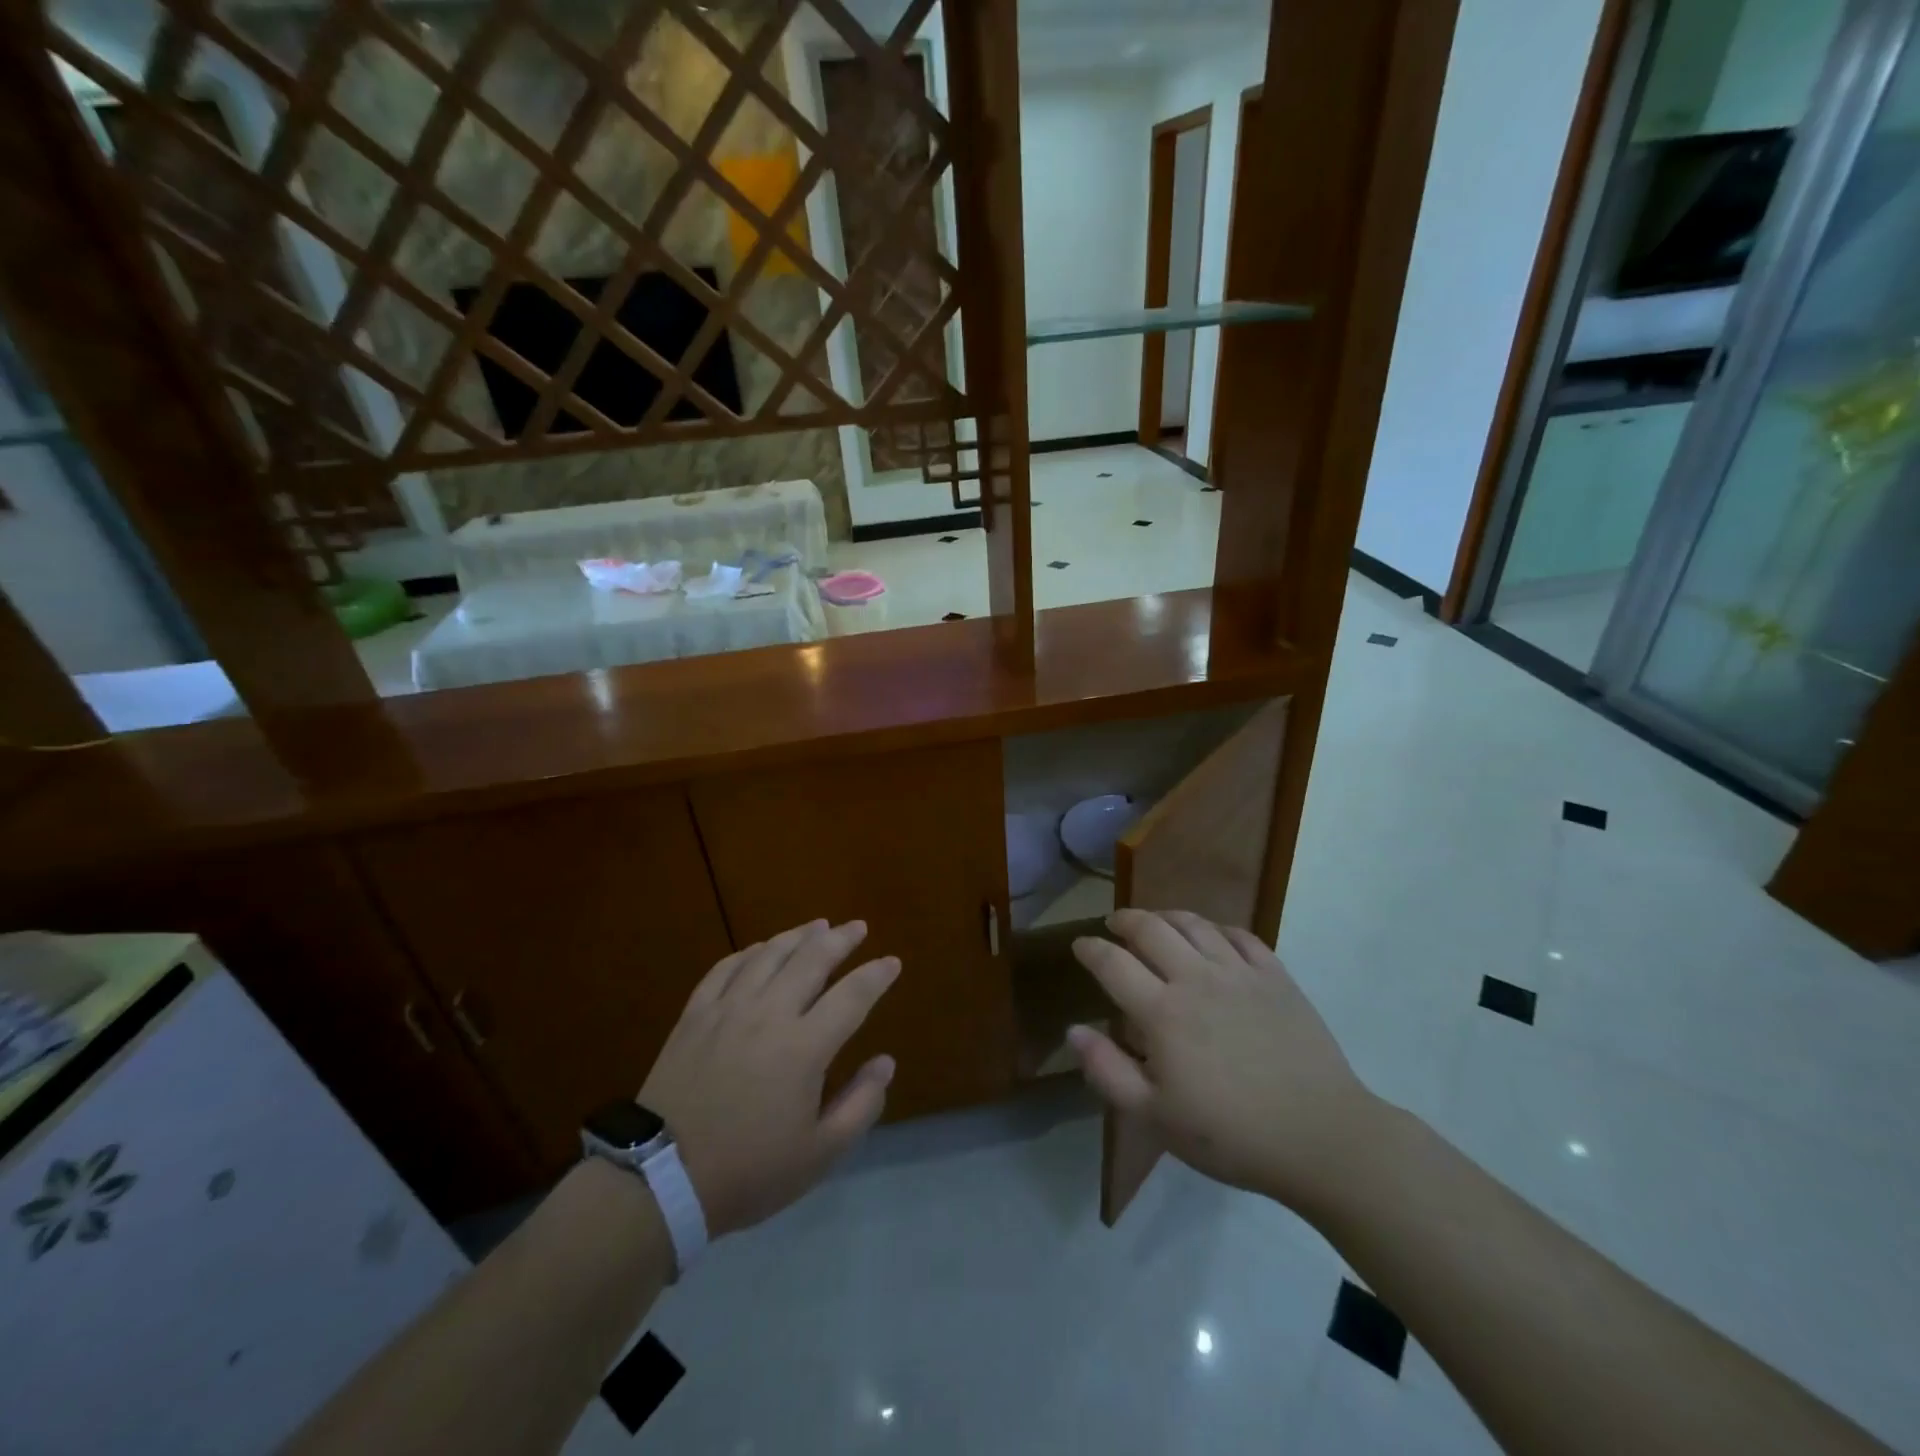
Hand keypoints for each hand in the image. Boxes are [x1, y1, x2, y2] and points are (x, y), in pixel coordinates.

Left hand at [639, 920, 899, 1236]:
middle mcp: (768, 1014)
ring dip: (798, 936)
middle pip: (811, 960)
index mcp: (804, 1047)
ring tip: (817, 926)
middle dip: (840, 939)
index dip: (876, 975)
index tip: (892, 962)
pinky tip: (760, 948)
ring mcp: (727, 1009)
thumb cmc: (749, 1171)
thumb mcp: (819, 1154)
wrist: (661, 1180)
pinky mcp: (694, 1015)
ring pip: (768, 955)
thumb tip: (886, 1062)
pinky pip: (725, 968)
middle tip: (858, 927)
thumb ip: (861, 1104)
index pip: (852, 996)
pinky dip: (749, 952)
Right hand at [1069, 909, 1376, 1217]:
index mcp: (1162, 1012)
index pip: (1113, 963)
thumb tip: (1073, 1030)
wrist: (1321, 1137)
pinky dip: (1216, 928)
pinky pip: (1240, 935)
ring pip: (1194, 924)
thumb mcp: (1155, 1117)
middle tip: (1114, 923)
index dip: (1090, 949)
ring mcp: (1239, 973)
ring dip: (1166, 916)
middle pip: (1151, 928)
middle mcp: (1197, 979)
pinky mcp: (1276, 976)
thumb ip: (1108, 1071)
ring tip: (1156, 921)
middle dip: (1125, 920)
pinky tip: (1211, 935)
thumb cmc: (1231, 1135)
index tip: (1079, 945)